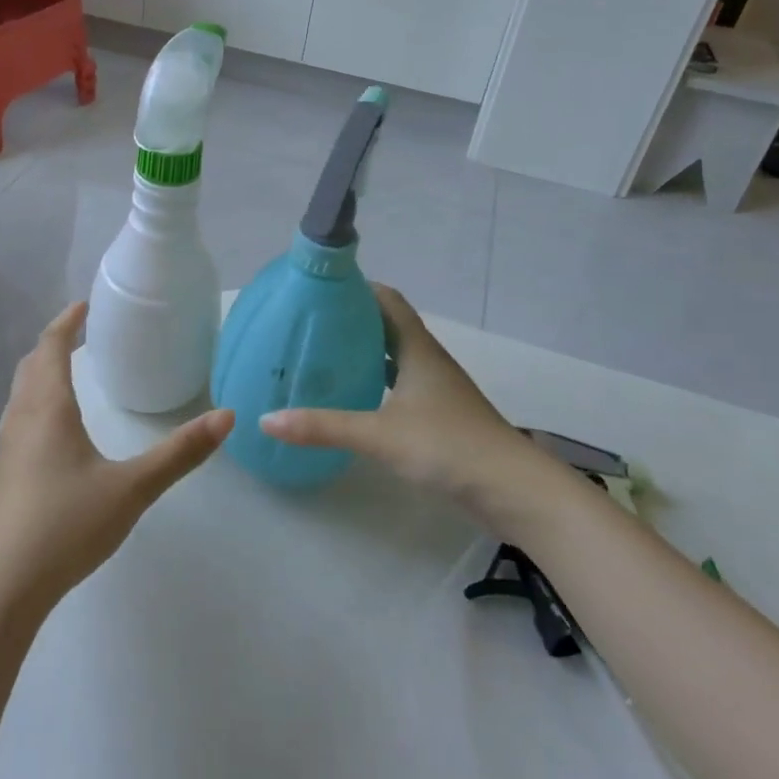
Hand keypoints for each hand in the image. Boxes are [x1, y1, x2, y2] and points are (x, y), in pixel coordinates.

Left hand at [0, 302, 233, 613]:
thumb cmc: (64, 525)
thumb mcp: (131, 488)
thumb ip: (179, 454)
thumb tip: (227, 417)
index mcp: (48, 410)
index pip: (50, 348)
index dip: (65, 323)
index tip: (83, 306)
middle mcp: (21, 421)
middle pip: (30, 367)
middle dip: (51, 344)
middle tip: (77, 334)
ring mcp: (6, 452)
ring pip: (20, 396)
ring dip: (39, 375)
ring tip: (65, 375)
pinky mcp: (3, 480)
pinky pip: (18, 423)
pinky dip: (35, 405)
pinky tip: (52, 435)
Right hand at [259, 285, 584, 539]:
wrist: (512, 490)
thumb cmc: (447, 446)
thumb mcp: (378, 434)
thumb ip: (322, 427)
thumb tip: (266, 420)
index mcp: (417, 349)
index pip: (387, 300)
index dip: (357, 288)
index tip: (320, 288)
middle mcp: (427, 361)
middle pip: (388, 326)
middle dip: (352, 321)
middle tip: (310, 324)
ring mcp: (436, 389)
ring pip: (394, 358)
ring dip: (364, 353)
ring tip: (323, 356)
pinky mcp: (439, 416)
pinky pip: (399, 385)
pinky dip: (375, 383)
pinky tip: (353, 398)